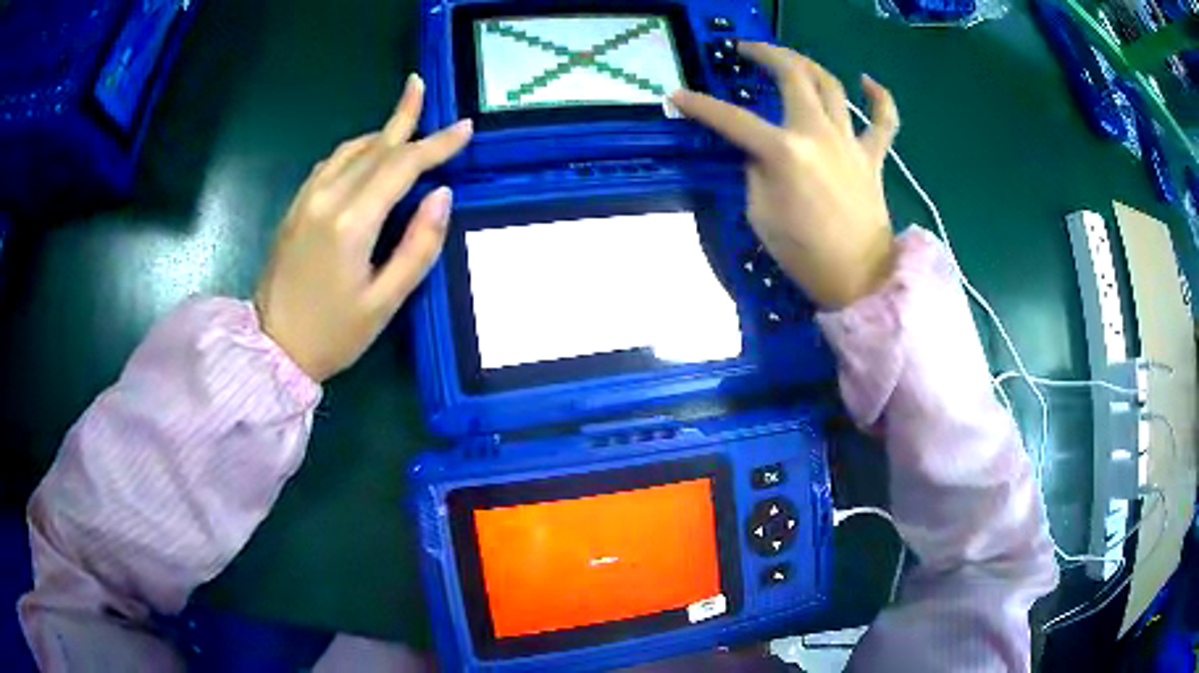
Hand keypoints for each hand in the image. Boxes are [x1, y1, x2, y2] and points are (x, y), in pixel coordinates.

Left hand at [254, 74, 472, 382]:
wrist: (272, 348)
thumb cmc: (333, 334)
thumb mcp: (385, 302)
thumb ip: (418, 246)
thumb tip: (442, 195)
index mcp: (351, 223)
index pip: (402, 166)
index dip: (436, 144)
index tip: (464, 128)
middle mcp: (326, 199)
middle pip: (375, 148)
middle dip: (405, 118)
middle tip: (421, 87)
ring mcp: (305, 200)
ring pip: (349, 151)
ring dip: (380, 133)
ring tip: (404, 120)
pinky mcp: (295, 207)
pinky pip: (329, 165)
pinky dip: (355, 151)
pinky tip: (366, 154)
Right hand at [672, 44, 899, 308]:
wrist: (859, 280)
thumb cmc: (805, 255)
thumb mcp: (759, 216)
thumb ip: (755, 173)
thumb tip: (759, 153)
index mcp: (784, 152)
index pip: (732, 119)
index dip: (700, 106)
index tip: (678, 95)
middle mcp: (818, 134)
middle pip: (792, 76)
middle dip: (764, 54)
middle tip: (745, 50)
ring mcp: (850, 142)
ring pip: (831, 85)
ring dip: (807, 63)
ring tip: (790, 58)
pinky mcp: (873, 156)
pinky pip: (884, 120)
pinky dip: (879, 97)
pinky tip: (867, 80)